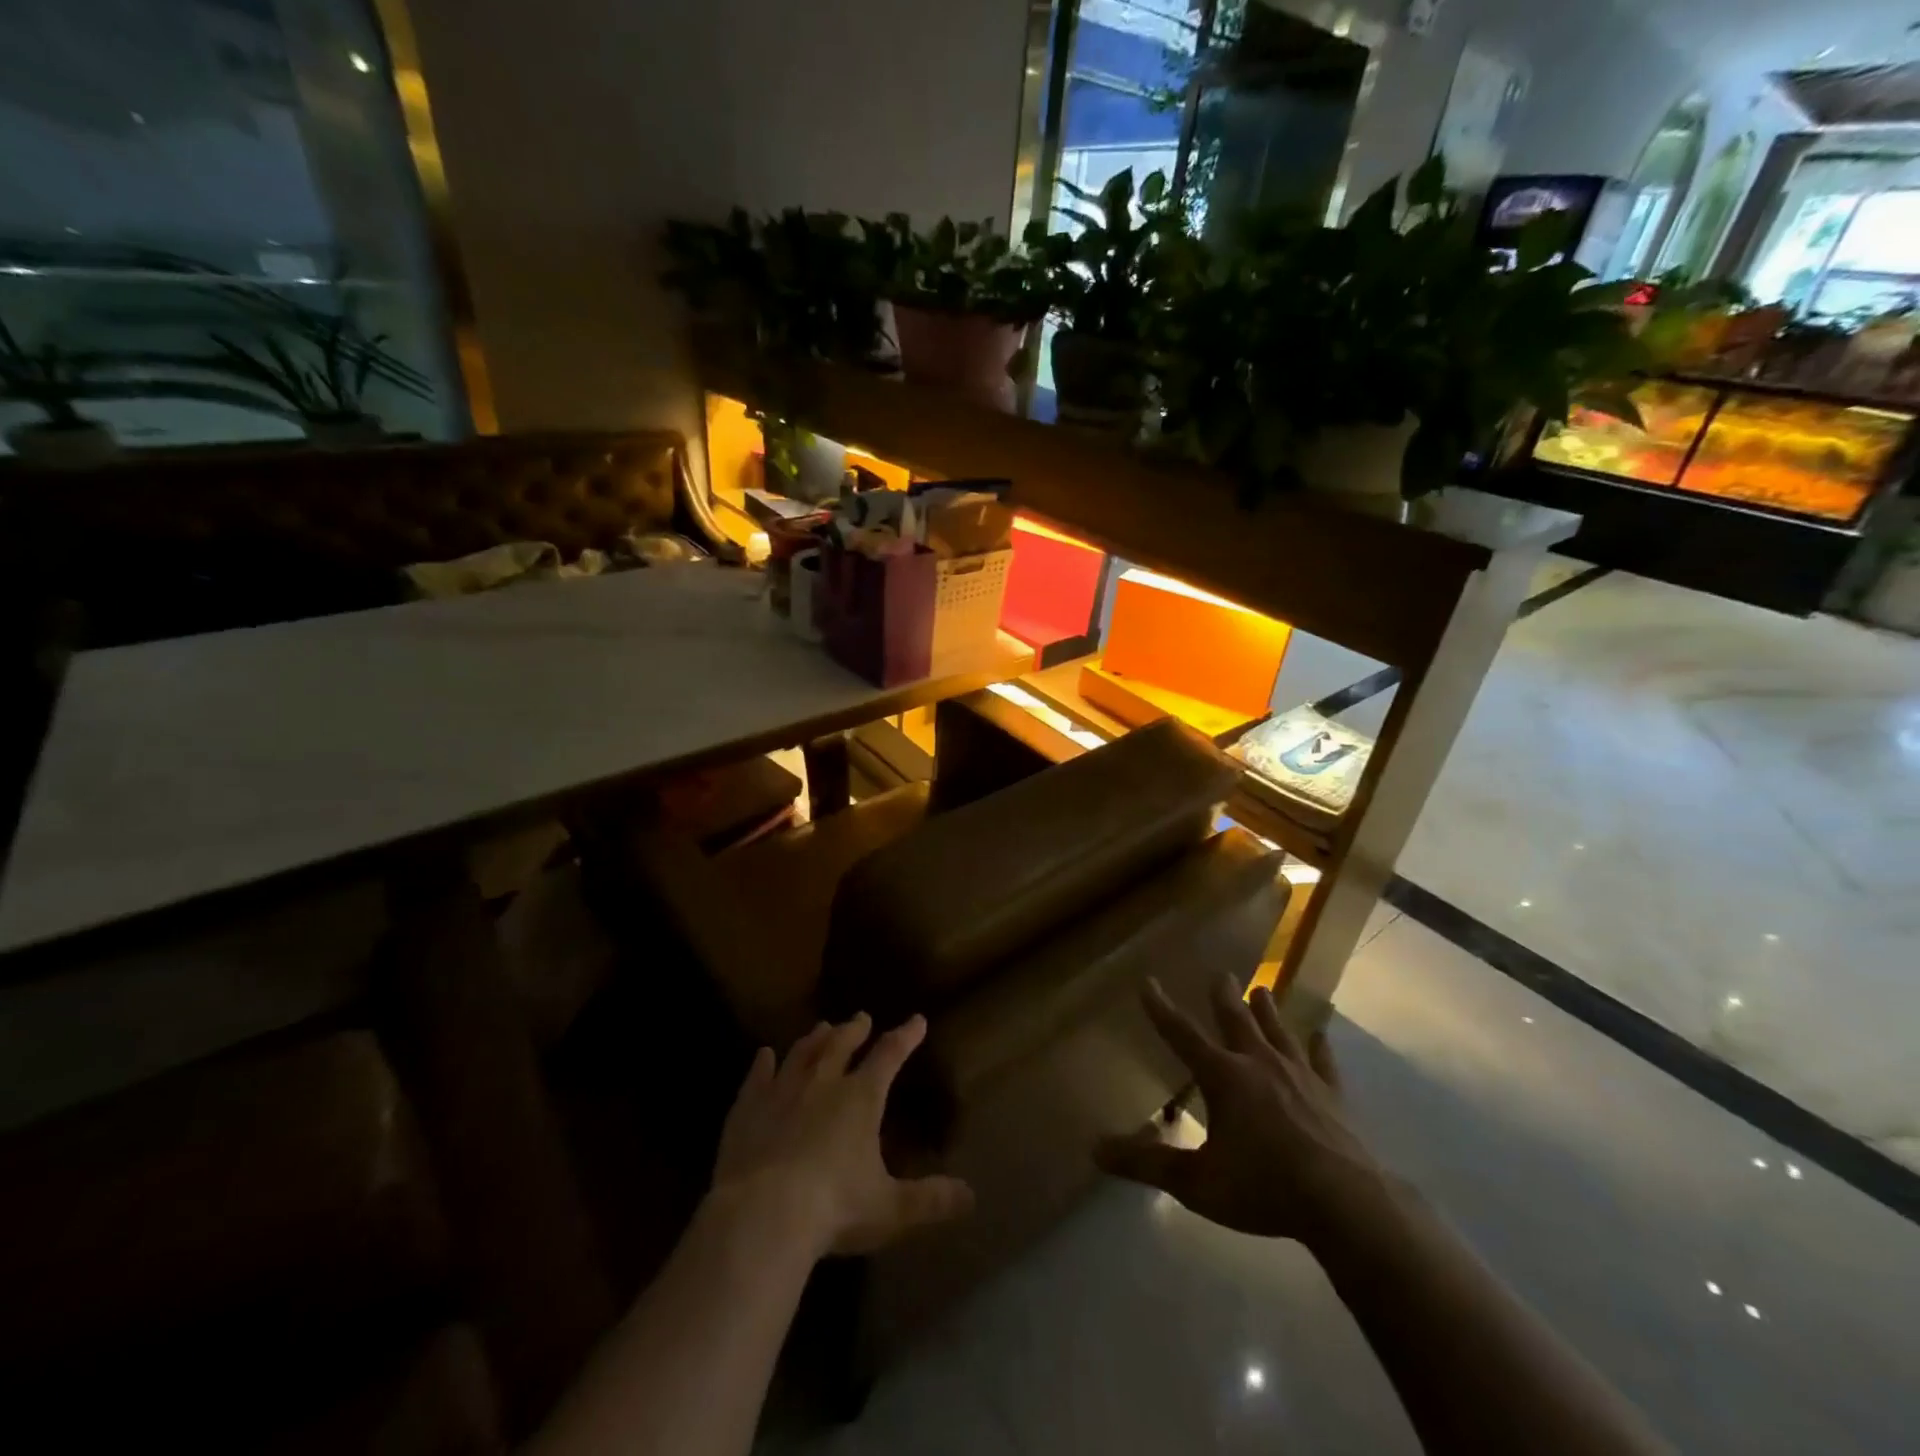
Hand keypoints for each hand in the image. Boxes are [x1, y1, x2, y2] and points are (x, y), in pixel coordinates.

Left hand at [711, 1013, 973, 1258]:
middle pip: (841, 1046)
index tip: (917, 1020)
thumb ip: (929, 1199)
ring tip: (821, 1028)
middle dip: (854, 1030)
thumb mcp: (890, 1208)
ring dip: (813, 1040)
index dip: (905, 1036)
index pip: (889, 1056)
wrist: (762, 1214)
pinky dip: (762, 1065)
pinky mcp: (748, 1110)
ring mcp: (782, 1092)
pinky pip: (757, 1079)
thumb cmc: (834, 1208)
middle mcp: (823, 1084)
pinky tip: (763, 1055)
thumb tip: (971, 1197)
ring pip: (801, 1054)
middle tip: (861, 1017)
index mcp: (861, 1099)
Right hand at [1095, 974, 1385, 1244]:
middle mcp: (1258, 1064)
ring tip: (1262, 989)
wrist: (1345, 1204)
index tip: (1148, 981)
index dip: (1161, 1009)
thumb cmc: (1263, 1188)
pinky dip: (1320, 1049)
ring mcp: (1299, 1076)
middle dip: (1224, 997)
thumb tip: (1095, 1149)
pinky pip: (1323, 1063)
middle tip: (1221, 973)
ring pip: (1278, 1032)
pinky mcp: (1333, 1096)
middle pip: (1236, 1021)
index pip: (1182, 1035)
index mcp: (1223, 1077)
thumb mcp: (1197, 1183)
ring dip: (1267, 1011)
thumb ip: (1147, 1165)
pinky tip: (1321, 1036)